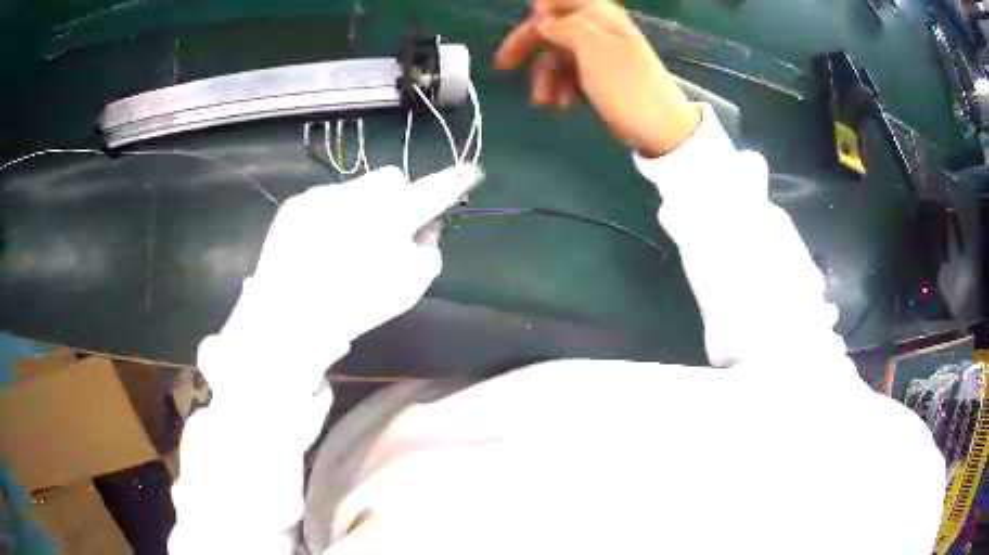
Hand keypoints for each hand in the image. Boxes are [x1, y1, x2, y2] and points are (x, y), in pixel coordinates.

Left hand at [199, 164, 482, 403]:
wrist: (288, 316)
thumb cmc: (355, 306)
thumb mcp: (407, 289)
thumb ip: (428, 253)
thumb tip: (426, 229)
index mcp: (391, 218)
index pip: (433, 190)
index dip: (455, 181)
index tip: (470, 173)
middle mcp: (357, 195)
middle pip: (391, 178)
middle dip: (396, 197)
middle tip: (388, 227)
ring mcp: (322, 196)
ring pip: (356, 188)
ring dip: (361, 206)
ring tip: (345, 243)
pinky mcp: (296, 203)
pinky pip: (325, 198)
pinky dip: (331, 215)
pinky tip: (320, 245)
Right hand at [494, 0, 699, 155]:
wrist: (660, 129)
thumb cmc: (628, 86)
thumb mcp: (595, 49)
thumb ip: (565, 26)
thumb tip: (542, 20)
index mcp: (600, 17)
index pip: (563, 0)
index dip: (541, 9)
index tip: (527, 23)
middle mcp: (597, 31)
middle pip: (552, 28)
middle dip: (529, 46)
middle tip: (504, 63)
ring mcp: (596, 55)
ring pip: (555, 55)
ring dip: (545, 77)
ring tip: (544, 100)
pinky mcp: (596, 77)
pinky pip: (567, 74)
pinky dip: (558, 87)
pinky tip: (560, 104)